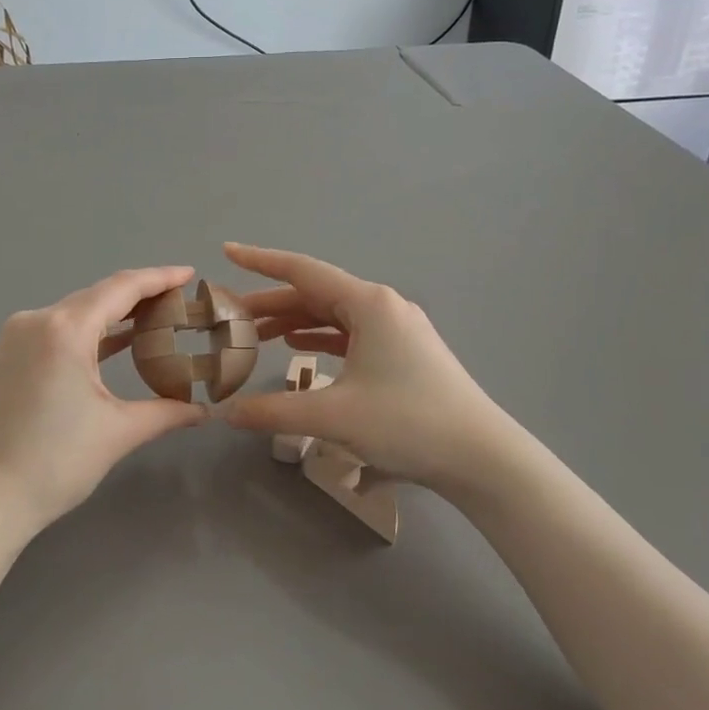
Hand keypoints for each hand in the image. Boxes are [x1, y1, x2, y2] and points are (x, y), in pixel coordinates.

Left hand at [0, 267, 207, 544]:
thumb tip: (203, 411)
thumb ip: (166, 412)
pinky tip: (116, 341)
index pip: (121, 288)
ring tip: (157, 318)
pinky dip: (90, 332)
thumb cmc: (53, 463)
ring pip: (76, 312)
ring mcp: (17, 337)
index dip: (159, 278)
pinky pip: (58, 330)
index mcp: (64, 330)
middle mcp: (37, 321)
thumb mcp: (117, 433)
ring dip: (114, 314)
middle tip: (181, 301)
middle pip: (98, 295)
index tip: (189, 273)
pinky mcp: (9, 356)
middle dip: (140, 295)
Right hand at [221, 243, 506, 491]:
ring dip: (294, 322)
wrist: (481, 457)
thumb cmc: (408, 423)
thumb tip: (227, 414)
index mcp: (368, 304)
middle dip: (271, 304)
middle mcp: (383, 306)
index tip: (227, 251)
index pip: (302, 271)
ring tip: (256, 336)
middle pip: (316, 295)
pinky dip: (320, 338)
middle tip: (231, 318)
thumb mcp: (334, 416)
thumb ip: (274, 410)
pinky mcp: (404, 353)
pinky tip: (299, 349)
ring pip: (333, 316)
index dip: (260, 261)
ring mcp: (397, 330)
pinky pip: (351, 334)